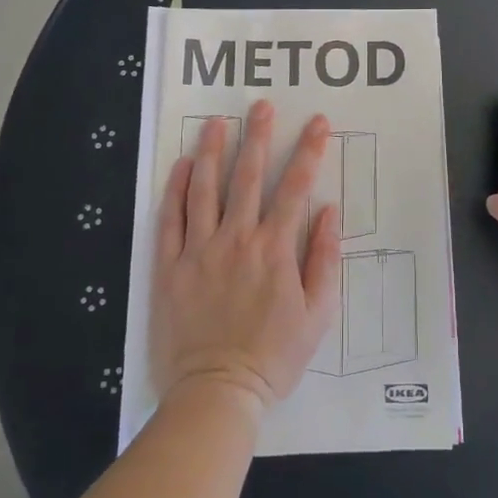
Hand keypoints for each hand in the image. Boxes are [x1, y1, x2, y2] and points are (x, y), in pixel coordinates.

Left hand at [151, 102, 340, 415]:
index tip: (317, 123)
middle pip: (248, 177)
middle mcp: (237, 240)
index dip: (308, 151)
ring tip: (217, 122)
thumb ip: (324, 259)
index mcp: (275, 250)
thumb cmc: (275, 355)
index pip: (295, 188)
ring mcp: (199, 251)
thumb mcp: (318, 314)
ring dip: (213, 151)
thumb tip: (328, 212)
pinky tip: (183, 165)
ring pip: (205, 189)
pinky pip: (170, 220)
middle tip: (260, 106)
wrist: (218, 391)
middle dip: (258, 137)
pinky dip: (177, 190)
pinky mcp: (169, 267)